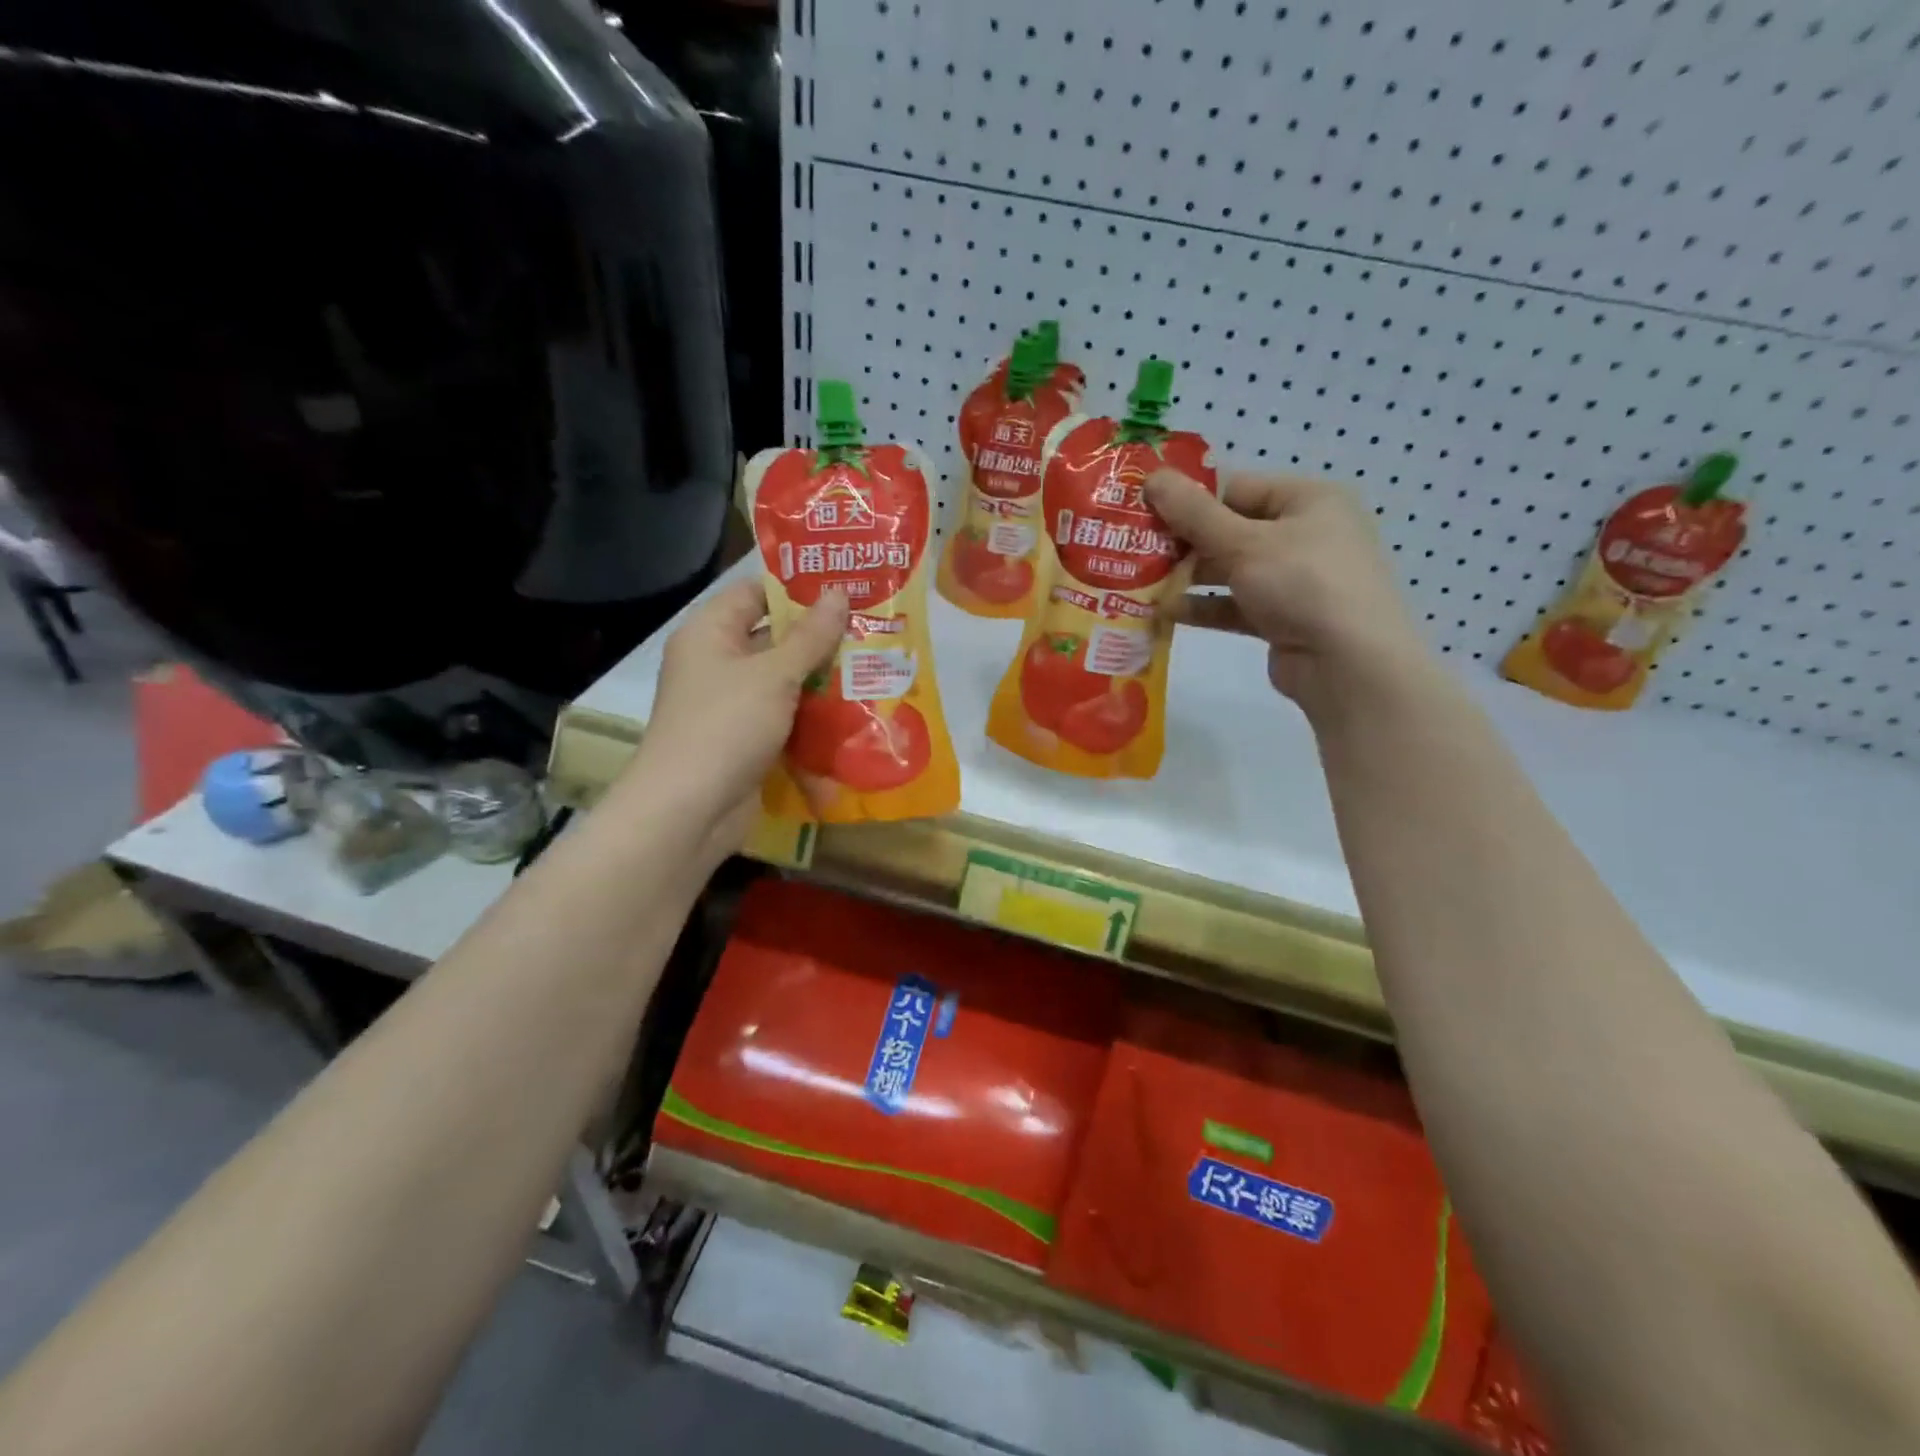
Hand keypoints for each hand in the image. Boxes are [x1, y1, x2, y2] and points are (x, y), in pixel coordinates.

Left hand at [623, 578, 847, 840]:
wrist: (690, 811)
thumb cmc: (727, 726)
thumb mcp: (774, 675)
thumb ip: (810, 636)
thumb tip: (838, 593)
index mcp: (710, 633)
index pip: (755, 593)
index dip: (798, 590)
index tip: (846, 590)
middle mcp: (718, 664)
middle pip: (774, 640)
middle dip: (821, 640)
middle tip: (872, 632)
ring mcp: (732, 706)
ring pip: (784, 684)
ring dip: (823, 683)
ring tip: (875, 671)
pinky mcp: (746, 742)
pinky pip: (785, 720)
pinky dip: (813, 720)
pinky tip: (855, 718)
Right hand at [1145, 470, 1430, 716]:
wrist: (1348, 665)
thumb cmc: (1303, 584)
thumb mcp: (1243, 542)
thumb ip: (1194, 513)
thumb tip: (1153, 477)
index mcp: (1307, 500)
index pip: (1237, 488)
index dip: (1190, 498)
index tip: (1144, 511)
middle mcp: (1304, 534)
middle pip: (1231, 528)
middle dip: (1184, 542)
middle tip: (1135, 548)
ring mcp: (1294, 579)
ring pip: (1230, 569)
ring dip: (1189, 576)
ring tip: (1142, 582)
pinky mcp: (1282, 618)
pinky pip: (1235, 604)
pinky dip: (1205, 606)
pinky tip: (1166, 613)